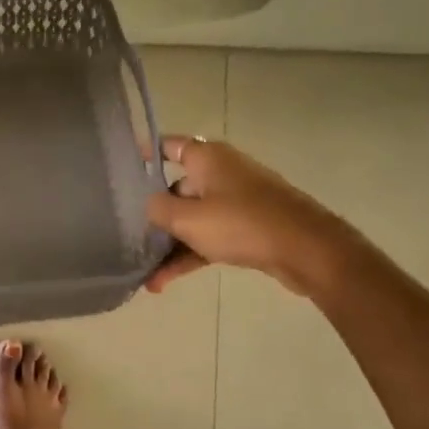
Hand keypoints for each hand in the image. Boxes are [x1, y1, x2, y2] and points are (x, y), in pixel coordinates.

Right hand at [145, 137, 346, 293]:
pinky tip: (166, 282)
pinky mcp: (249, 227)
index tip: (122, 166)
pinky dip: (191, 255)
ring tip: (146, 277)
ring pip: (193, 219)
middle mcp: (221, 173)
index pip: (168, 146)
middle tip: (127, 235)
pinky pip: (210, 237)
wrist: (306, 250)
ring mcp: (237, 201)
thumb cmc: (241, 224)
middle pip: (177, 188)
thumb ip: (157, 209)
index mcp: (207, 158)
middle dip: (154, 215)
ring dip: (170, 246)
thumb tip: (148, 205)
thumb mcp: (188, 218)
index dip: (144, 153)